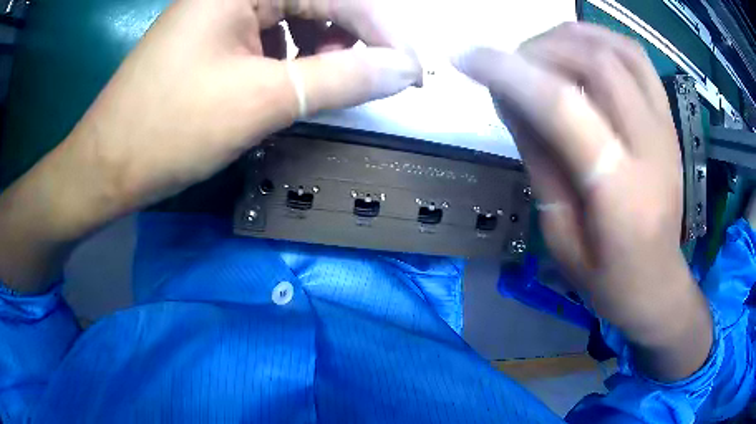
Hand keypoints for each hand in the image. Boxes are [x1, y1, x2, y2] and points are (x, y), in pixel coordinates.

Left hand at [69, 0, 421, 214]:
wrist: (106, 166)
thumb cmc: (170, 130)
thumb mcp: (263, 100)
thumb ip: (343, 78)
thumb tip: (405, 70)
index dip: (380, 30)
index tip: (411, 67)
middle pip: (312, 1)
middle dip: (349, 36)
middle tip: (371, 75)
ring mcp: (216, 11)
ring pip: (290, 17)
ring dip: (318, 47)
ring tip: (327, 81)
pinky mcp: (207, 36)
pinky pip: (264, 34)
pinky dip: (287, 55)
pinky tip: (286, 81)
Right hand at [456, 23, 711, 380]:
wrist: (658, 284)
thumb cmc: (607, 278)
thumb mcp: (560, 235)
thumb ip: (540, 160)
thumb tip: (511, 97)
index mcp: (620, 193)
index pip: (562, 107)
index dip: (509, 72)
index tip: (467, 58)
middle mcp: (650, 148)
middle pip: (594, 63)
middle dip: (539, 51)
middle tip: (509, 65)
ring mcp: (666, 128)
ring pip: (618, 49)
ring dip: (570, 38)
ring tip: (540, 53)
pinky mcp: (669, 121)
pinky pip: (638, 59)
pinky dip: (601, 39)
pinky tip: (578, 49)